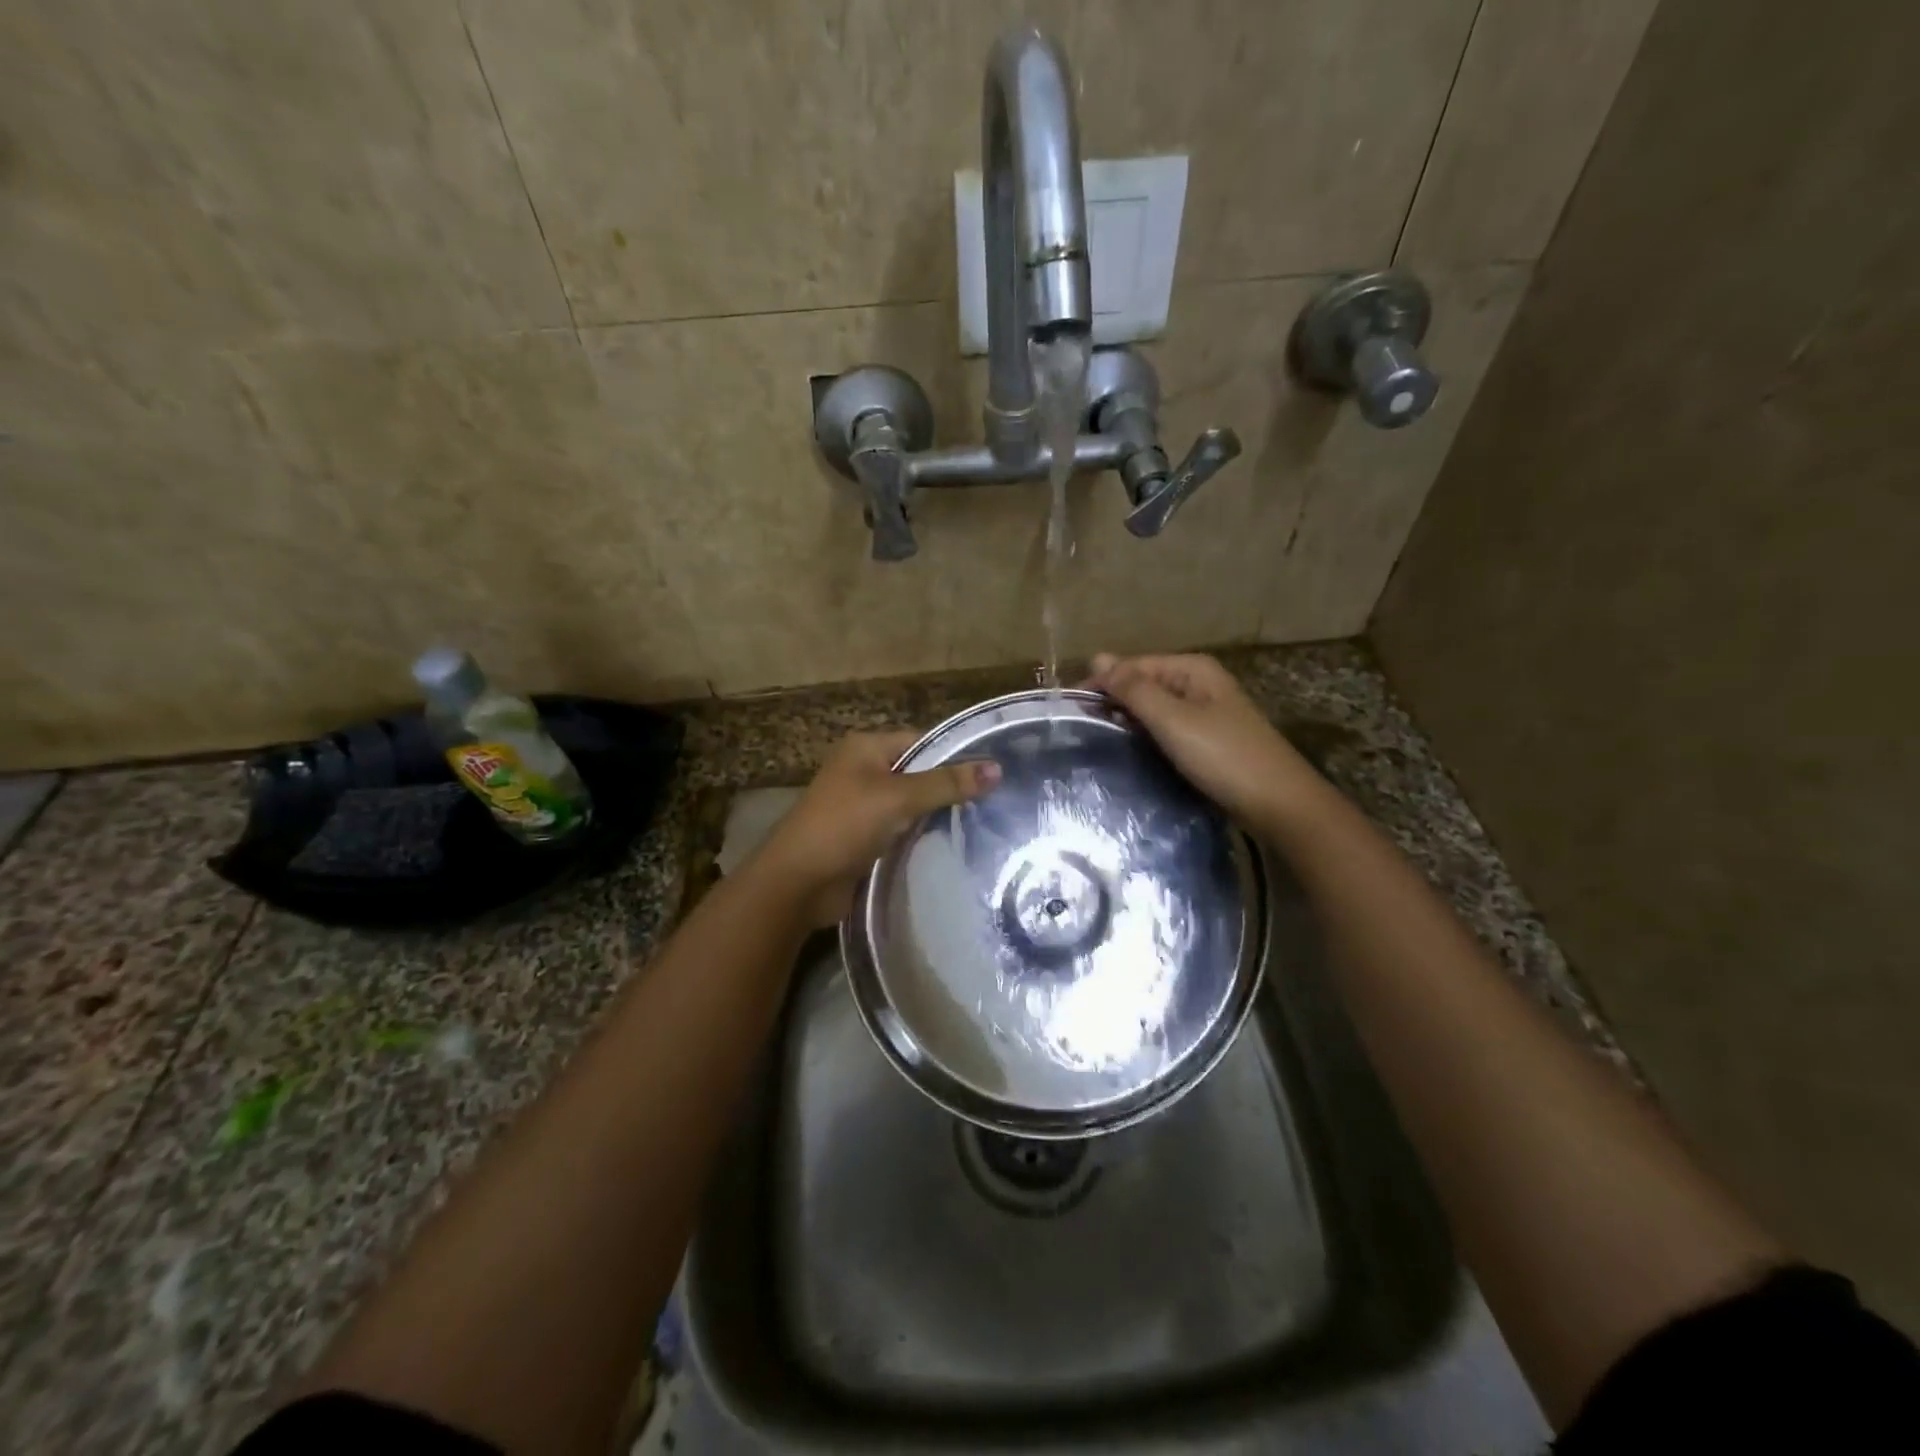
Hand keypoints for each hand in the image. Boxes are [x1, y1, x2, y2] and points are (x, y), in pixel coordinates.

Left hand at [750, 731, 1001, 926]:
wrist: (798, 882)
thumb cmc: (844, 825)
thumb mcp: (898, 798)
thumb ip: (946, 783)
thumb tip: (997, 768)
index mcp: (866, 748)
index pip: (921, 740)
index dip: (954, 754)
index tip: (993, 772)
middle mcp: (863, 771)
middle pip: (917, 772)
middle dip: (949, 787)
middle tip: (994, 801)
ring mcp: (861, 806)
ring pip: (910, 804)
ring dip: (935, 815)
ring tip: (982, 823)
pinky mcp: (864, 838)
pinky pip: (900, 830)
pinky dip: (920, 836)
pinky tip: (951, 845)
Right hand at [1085, 653, 1324, 831]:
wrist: (1279, 805)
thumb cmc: (1224, 757)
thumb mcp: (1173, 720)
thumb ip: (1134, 689)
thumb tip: (1097, 656)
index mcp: (1192, 670)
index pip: (1133, 666)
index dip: (1101, 683)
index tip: (1069, 710)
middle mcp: (1199, 684)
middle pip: (1143, 684)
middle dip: (1113, 701)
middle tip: (1078, 728)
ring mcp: (1205, 713)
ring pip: (1154, 709)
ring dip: (1128, 721)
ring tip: (1095, 740)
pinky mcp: (1207, 740)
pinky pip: (1167, 729)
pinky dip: (1146, 737)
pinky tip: (1130, 752)